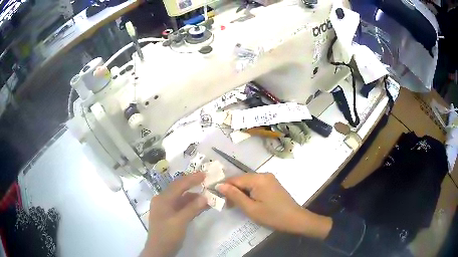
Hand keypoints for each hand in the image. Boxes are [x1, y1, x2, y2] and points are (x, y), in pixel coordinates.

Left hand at [142, 172, 207, 256]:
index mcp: (162, 199)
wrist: (159, 250)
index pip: (178, 185)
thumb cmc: (167, 235)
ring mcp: (166, 208)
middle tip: (206, 181)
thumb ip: (192, 208)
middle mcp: (163, 200)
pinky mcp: (170, 216)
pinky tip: (201, 206)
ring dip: (193, 197)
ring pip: (181, 199)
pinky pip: (181, 207)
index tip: (204, 174)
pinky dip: (191, 206)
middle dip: (192, 185)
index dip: (191, 179)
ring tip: (207, 196)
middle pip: (179, 189)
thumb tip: (205, 197)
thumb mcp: (180, 222)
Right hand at [216, 173, 331, 238]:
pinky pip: (256, 185)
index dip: (224, 187)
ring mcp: (269, 179)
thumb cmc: (272, 216)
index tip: (216, 197)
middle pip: (242, 180)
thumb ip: (235, 196)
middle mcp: (264, 174)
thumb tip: (219, 185)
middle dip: (233, 191)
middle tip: (226, 204)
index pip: (235, 179)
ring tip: (234, 205)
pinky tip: (246, 202)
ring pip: (248, 183)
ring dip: (240, 192)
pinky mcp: (272, 184)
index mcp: (258, 178)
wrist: (295, 219)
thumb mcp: (251, 208)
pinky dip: (249, 193)